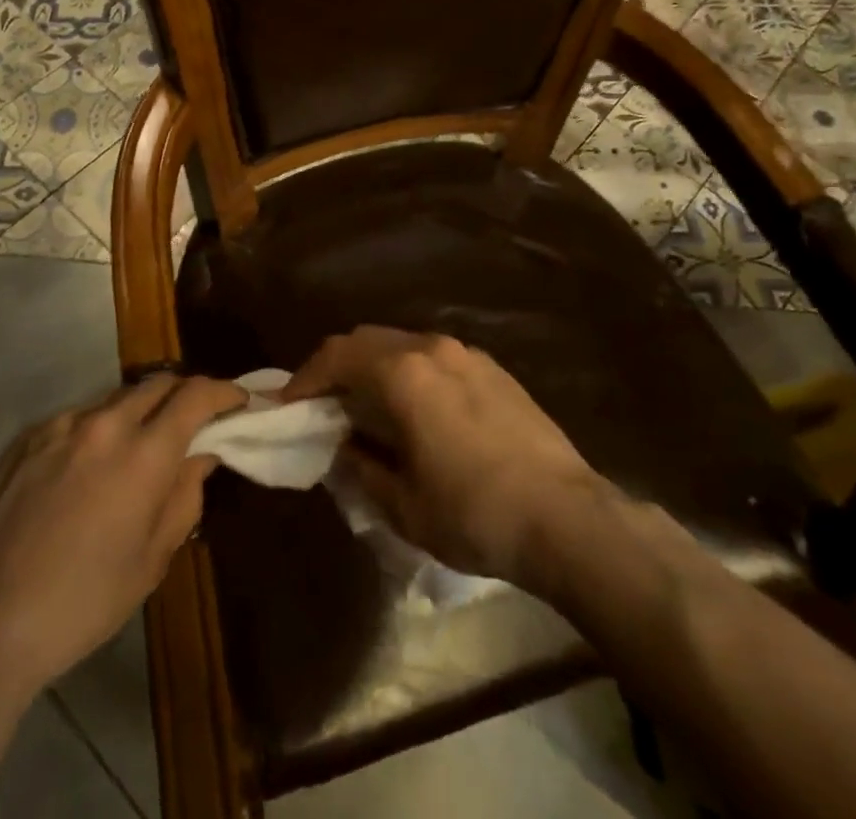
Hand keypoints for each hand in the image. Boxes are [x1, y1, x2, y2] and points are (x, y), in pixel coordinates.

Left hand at [0, 374, 246, 692]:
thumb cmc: (82, 603)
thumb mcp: (152, 560)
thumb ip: (185, 496)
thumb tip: (201, 457)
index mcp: (143, 454)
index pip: (195, 395)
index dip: (224, 391)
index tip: (239, 401)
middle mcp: (104, 424)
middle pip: (158, 383)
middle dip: (185, 394)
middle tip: (196, 420)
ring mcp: (60, 426)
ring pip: (117, 398)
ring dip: (141, 410)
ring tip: (141, 445)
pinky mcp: (27, 438)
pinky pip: (78, 417)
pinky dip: (100, 427)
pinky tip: (91, 464)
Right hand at [283, 326, 612, 590]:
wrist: (567, 517)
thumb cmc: (475, 513)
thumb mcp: (403, 505)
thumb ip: (362, 467)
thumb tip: (345, 448)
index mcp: (403, 373)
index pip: (337, 356)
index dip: (306, 378)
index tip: (289, 405)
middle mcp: (431, 348)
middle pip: (367, 340)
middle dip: (337, 365)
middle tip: (321, 401)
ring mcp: (467, 354)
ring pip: (403, 343)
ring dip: (375, 366)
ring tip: (367, 404)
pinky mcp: (494, 369)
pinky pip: (435, 357)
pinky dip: (410, 371)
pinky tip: (416, 407)